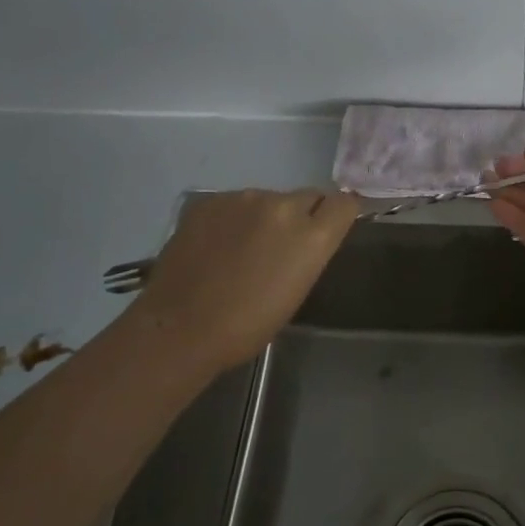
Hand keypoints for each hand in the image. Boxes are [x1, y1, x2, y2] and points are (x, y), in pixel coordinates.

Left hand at [128, 188, 358, 371]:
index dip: (339, 214)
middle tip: (282, 245)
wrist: (179, 328)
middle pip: (307, 197)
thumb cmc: (247, 325)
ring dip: (264, 216)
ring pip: (268, 199)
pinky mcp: (211, 200)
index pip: (345, 203)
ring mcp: (244, 198)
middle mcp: (283, 205)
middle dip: (302, 215)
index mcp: (312, 234)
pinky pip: (234, 203)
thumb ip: (310, 251)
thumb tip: (309, 236)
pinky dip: (232, 219)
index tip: (330, 228)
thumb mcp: (297, 289)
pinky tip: (216, 246)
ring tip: (242, 248)